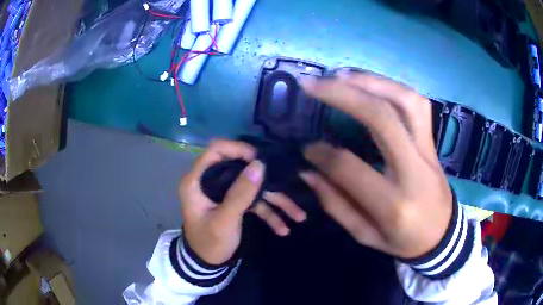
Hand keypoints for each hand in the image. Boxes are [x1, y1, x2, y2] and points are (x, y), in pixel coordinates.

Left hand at [179, 140, 305, 264]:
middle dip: (267, 180)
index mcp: (197, 180)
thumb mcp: (224, 221)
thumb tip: (259, 164)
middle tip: (286, 183)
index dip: (237, 149)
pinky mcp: (234, 203)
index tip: (259, 159)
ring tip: (299, 216)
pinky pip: (254, 202)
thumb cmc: (209, 242)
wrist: (206, 263)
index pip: (216, 150)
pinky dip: (269, 214)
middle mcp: (211, 182)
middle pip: (241, 168)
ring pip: (252, 188)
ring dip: (275, 201)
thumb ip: (240, 194)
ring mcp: (225, 193)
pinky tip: (283, 229)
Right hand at [299, 71, 451, 258]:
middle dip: (342, 95)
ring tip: (339, 75)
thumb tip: (308, 170)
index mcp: (393, 203)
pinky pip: (417, 103)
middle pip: (382, 118)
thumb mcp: (365, 235)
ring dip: (369, 81)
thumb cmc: (403, 240)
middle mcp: (413, 170)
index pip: (349, 168)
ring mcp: (427, 150)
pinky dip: (391, 86)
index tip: (306, 148)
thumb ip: (336, 204)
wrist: (441, 234)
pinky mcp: (432, 141)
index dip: (321, 154)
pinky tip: (370, 83)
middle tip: (312, 85)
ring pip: (405, 101)